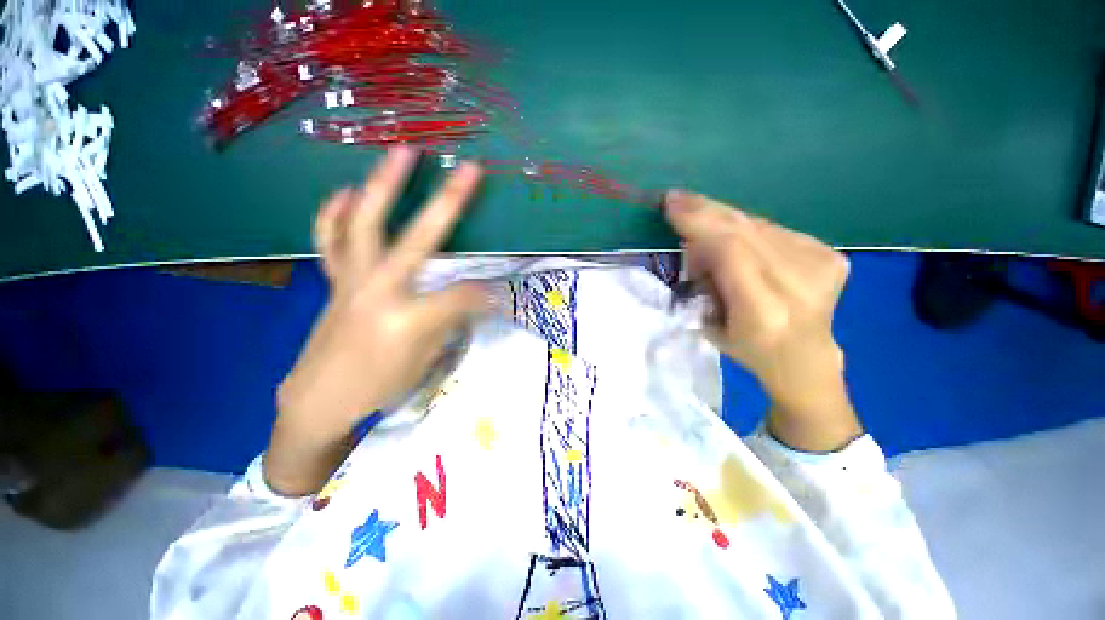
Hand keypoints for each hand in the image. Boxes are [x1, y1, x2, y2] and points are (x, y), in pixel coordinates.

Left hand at [265, 147, 489, 495]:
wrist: (320, 398)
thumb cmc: (380, 386)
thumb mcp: (428, 361)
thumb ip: (452, 321)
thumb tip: (480, 296)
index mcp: (410, 320)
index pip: (466, 295)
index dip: (489, 293)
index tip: (502, 295)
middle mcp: (380, 292)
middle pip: (419, 239)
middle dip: (449, 203)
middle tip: (469, 170)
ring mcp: (352, 280)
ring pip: (366, 224)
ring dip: (384, 185)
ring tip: (402, 152)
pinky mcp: (336, 280)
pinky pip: (331, 238)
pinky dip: (336, 211)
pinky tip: (347, 190)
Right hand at [664, 191, 861, 451]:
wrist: (804, 356)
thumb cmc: (748, 348)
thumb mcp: (711, 323)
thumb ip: (704, 280)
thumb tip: (696, 241)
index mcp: (763, 309)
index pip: (731, 250)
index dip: (700, 223)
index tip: (672, 206)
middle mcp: (799, 282)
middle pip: (746, 230)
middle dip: (706, 211)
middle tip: (678, 198)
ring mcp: (822, 264)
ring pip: (759, 225)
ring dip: (723, 220)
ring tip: (701, 220)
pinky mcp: (831, 254)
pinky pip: (775, 230)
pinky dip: (748, 230)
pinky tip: (737, 240)